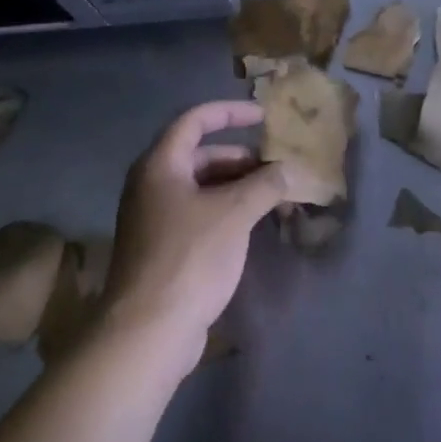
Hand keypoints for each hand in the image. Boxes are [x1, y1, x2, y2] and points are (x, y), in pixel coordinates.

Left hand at [104, 100, 287, 361]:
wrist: (148, 329)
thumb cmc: (189, 257)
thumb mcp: (234, 214)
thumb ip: (265, 185)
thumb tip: (292, 169)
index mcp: (160, 165)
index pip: (195, 120)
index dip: (230, 113)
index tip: (263, 117)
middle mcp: (152, 184)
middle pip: (200, 156)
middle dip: (240, 159)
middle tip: (276, 170)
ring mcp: (154, 218)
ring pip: (201, 188)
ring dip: (236, 188)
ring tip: (273, 199)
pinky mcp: (162, 247)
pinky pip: (198, 214)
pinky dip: (225, 212)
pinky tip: (252, 226)